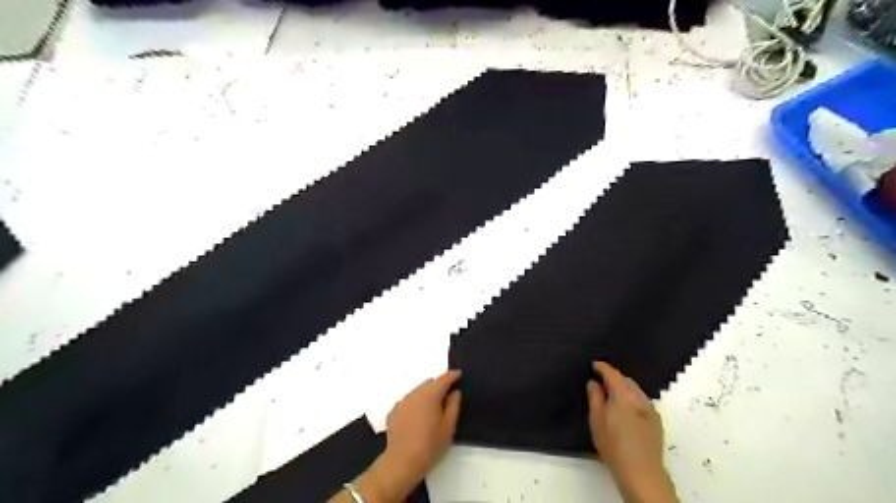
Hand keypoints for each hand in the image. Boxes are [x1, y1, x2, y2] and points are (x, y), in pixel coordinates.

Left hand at [364, 369, 461, 501]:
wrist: (401, 462)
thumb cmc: (429, 444)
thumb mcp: (448, 426)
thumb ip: (453, 405)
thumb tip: (455, 392)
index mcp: (429, 394)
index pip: (443, 379)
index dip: (452, 376)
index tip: (459, 374)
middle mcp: (414, 393)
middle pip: (429, 383)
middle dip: (439, 387)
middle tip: (448, 398)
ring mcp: (402, 402)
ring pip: (418, 392)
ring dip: (426, 395)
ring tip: (433, 411)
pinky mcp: (393, 412)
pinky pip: (408, 402)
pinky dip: (415, 404)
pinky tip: (418, 419)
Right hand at [586, 363, 675, 500]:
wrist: (641, 473)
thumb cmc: (614, 446)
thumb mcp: (596, 420)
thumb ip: (594, 397)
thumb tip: (593, 383)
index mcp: (624, 394)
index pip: (612, 373)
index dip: (602, 367)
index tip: (594, 365)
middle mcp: (639, 397)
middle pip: (626, 380)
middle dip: (613, 377)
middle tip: (599, 381)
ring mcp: (650, 409)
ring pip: (635, 391)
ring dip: (623, 388)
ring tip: (610, 395)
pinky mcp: (656, 421)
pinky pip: (641, 401)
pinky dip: (631, 399)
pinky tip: (624, 409)